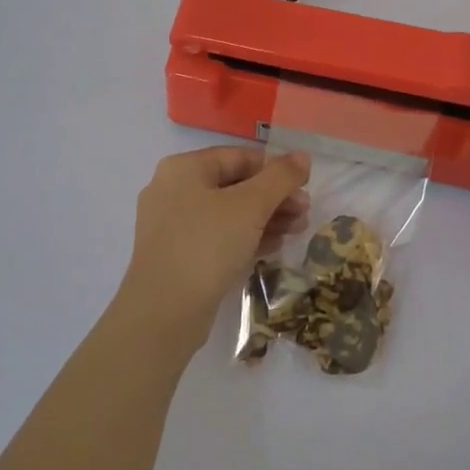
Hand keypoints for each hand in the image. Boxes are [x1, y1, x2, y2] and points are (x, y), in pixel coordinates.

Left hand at [116, 146, 311, 351]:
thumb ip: (280, 177)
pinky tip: (273, 247)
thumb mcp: (251, 206)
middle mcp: (173, 190)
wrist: (163, 312)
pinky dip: (246, 237)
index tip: (305, 187)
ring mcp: (172, 225)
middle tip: (305, 213)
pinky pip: (218, 237)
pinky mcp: (177, 255)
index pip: (239, 157)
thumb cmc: (207, 246)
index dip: (275, 169)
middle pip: (234, 185)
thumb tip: (302, 156)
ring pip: (228, 213)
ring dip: (265, 218)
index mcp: (184, 168)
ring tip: (297, 231)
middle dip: (273, 198)